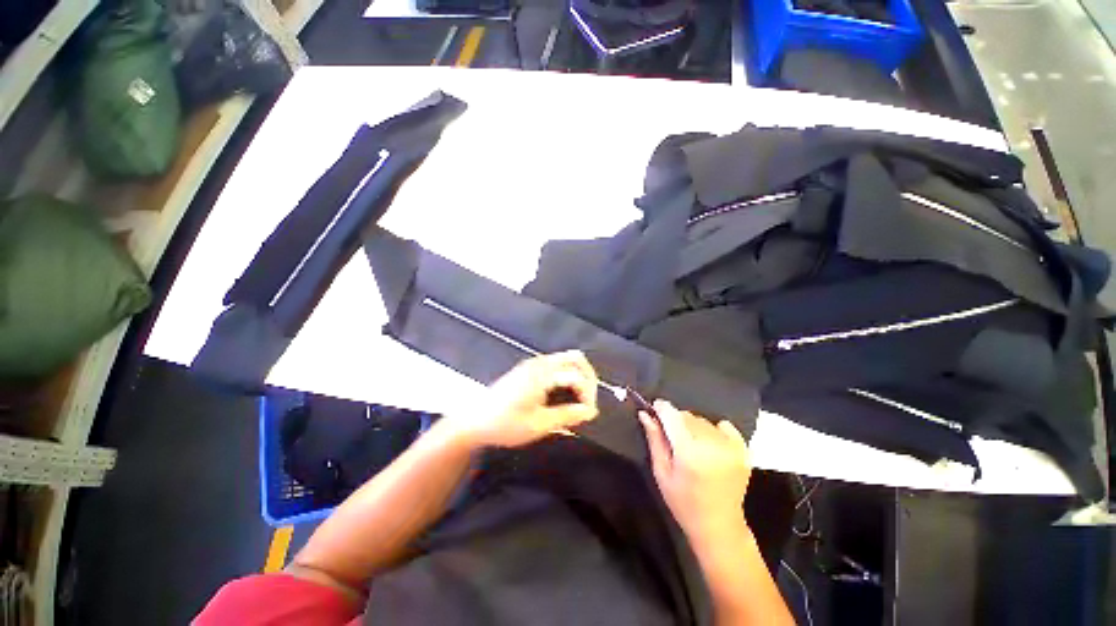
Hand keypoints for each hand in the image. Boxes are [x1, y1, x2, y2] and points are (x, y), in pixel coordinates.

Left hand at [447, 351, 598, 448]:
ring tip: (580, 398)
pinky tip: (565, 393)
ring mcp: (533, 364)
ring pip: (566, 359)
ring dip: (578, 375)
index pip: (576, 375)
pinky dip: (567, 375)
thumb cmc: (504, 425)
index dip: (588, 393)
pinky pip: (556, 364)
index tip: (589, 413)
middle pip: (575, 358)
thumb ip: (567, 416)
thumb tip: (591, 411)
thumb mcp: (538, 425)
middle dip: (588, 378)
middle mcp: (539, 363)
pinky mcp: (528, 368)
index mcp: (541, 374)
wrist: (473, 421)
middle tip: (589, 401)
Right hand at [639, 401, 751, 540]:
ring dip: (693, 427)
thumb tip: (645, 414)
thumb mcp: (662, 472)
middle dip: (676, 421)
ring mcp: (730, 447)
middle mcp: (711, 444)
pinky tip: (710, 445)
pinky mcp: (743, 450)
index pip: (672, 415)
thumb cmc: (684, 502)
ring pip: (703, 420)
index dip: (661, 408)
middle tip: (673, 440)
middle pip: (687, 416)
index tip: (654, 410)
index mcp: (689, 452)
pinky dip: (714, 430)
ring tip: (691, 446)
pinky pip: (724, 426)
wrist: (719, 526)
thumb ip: (655, 440)